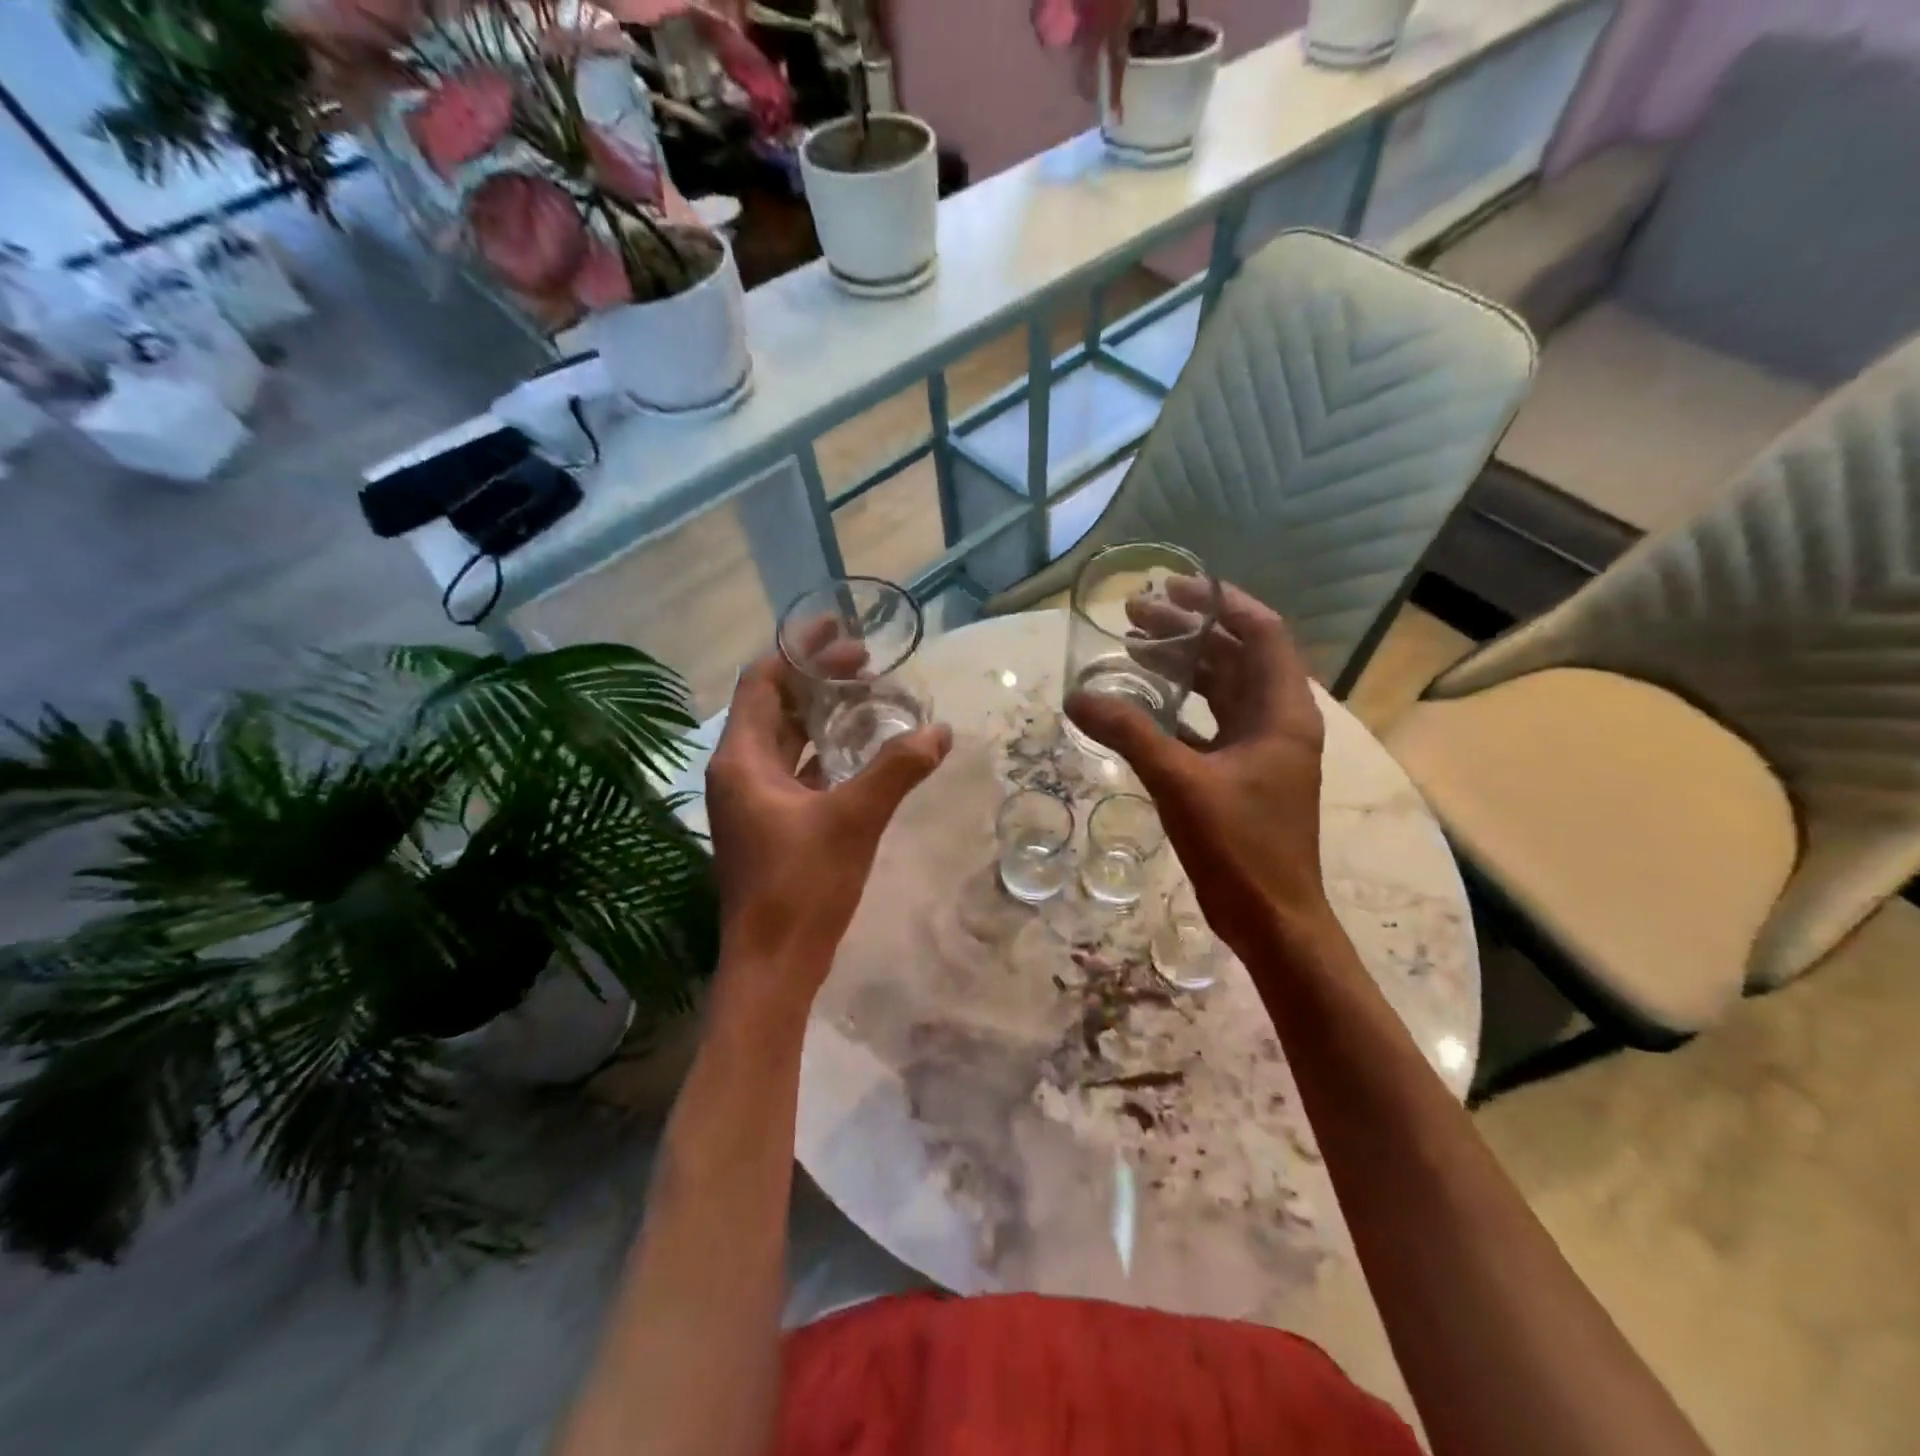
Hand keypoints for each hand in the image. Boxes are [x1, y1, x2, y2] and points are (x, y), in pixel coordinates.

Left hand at [705, 648, 951, 991]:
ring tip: (868, 696)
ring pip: (786, 740)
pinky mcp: (770, 825)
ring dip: (821, 715)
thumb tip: (940, 732)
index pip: (762, 681)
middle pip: (774, 706)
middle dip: (817, 679)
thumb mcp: (854, 820)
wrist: (773, 965)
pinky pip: (796, 771)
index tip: (839, 629)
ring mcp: (753, 801)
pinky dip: (824, 752)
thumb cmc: (802, 886)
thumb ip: (896, 770)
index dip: (798, 650)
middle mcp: (738, 772)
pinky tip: (860, 751)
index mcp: (741, 760)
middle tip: (867, 661)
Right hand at [1067, 579, 1329, 953]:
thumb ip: (1129, 734)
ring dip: (1183, 666)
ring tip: (1134, 647)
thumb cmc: (1241, 846)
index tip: (1174, 586)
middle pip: (1236, 656)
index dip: (1221, 602)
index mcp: (1282, 711)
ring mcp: (1261, 748)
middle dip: (1190, 630)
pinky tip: (1142, 703)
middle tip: (1136, 614)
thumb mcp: (1181, 783)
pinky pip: (1209, 723)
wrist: (1272, 918)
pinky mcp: (1242, 773)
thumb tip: (1077, 696)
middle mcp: (1278, 720)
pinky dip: (1178, 707)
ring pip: (1222, 689)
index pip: (1262, 632)